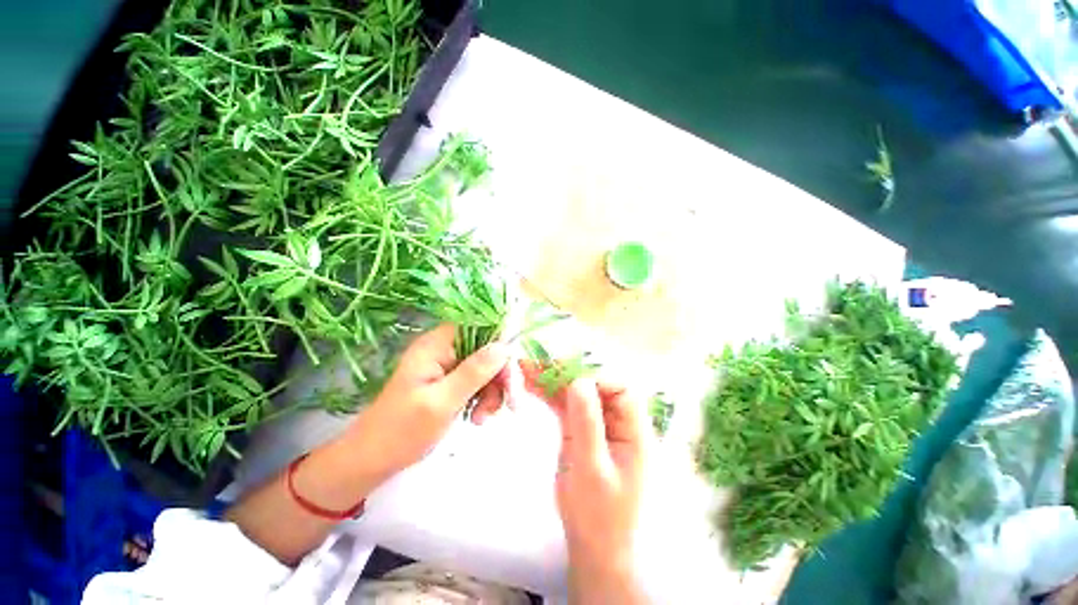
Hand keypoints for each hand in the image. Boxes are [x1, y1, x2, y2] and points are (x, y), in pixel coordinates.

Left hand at [227, 324, 511, 564]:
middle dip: (501, 375)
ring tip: (483, 417)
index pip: (479, 327)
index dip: (501, 342)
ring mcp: (447, 365)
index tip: (514, 369)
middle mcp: (443, 349)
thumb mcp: (442, 402)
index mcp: (436, 345)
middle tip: (512, 403)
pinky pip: (478, 381)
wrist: (372, 461)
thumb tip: (504, 346)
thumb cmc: (401, 431)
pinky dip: (484, 397)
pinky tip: (478, 417)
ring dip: (494, 390)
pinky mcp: (450, 381)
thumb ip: (474, 371)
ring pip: (486, 366)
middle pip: (487, 348)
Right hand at [521, 364, 648, 601]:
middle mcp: (615, 421)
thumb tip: (579, 380)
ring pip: (576, 393)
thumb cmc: (599, 515)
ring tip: (527, 367)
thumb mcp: (592, 469)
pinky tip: (531, 384)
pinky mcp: (578, 430)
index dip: (597, 376)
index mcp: (633, 430)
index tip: (568, 376)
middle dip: (568, 372)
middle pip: (595, 385)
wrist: (590, 546)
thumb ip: (587, 424)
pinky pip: (564, 405)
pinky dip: (548, 394)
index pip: (622, 390)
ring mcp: (595, 424)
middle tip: (540, 363)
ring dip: (553, 380)